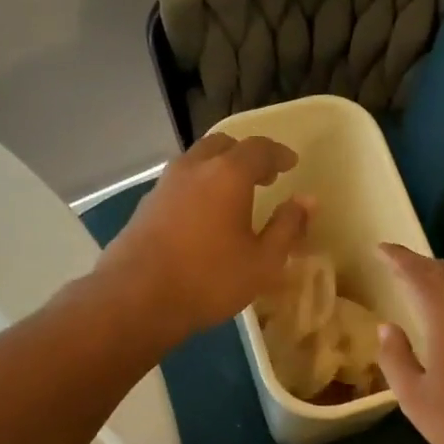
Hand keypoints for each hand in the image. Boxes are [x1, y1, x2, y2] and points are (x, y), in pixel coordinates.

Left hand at [99, 134, 310, 348]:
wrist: (136, 298)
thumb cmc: (209, 279)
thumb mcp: (263, 262)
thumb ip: (288, 227)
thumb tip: (307, 200)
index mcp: (227, 173)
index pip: (259, 148)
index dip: (278, 154)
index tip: (291, 164)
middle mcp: (194, 168)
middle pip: (223, 145)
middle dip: (246, 155)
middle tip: (264, 176)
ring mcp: (164, 184)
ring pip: (196, 161)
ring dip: (219, 169)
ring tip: (234, 194)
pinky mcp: (145, 205)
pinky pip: (180, 182)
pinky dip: (198, 186)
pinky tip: (203, 214)